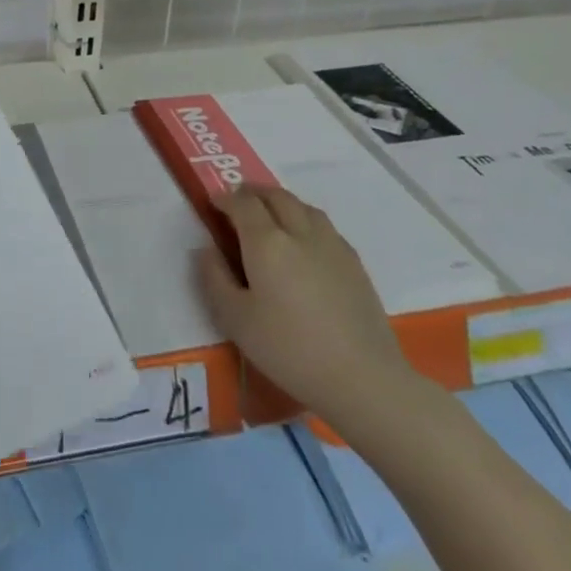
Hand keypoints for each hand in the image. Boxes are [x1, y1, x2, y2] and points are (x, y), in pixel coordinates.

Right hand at [194, 186, 418, 438]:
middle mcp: (299, 232)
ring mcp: (331, 244)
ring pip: (303, 206)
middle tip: (239, 201)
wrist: (362, 377)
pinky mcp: (355, 263)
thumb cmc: (289, 349)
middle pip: (276, 196)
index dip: (225, 198)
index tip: (213, 202)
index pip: (242, 203)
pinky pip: (324, 226)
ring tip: (271, 214)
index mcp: (266, 242)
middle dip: (253, 192)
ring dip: (281, 202)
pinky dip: (306, 220)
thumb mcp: (236, 320)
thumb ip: (215, 278)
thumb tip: (207, 249)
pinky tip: (305, 242)